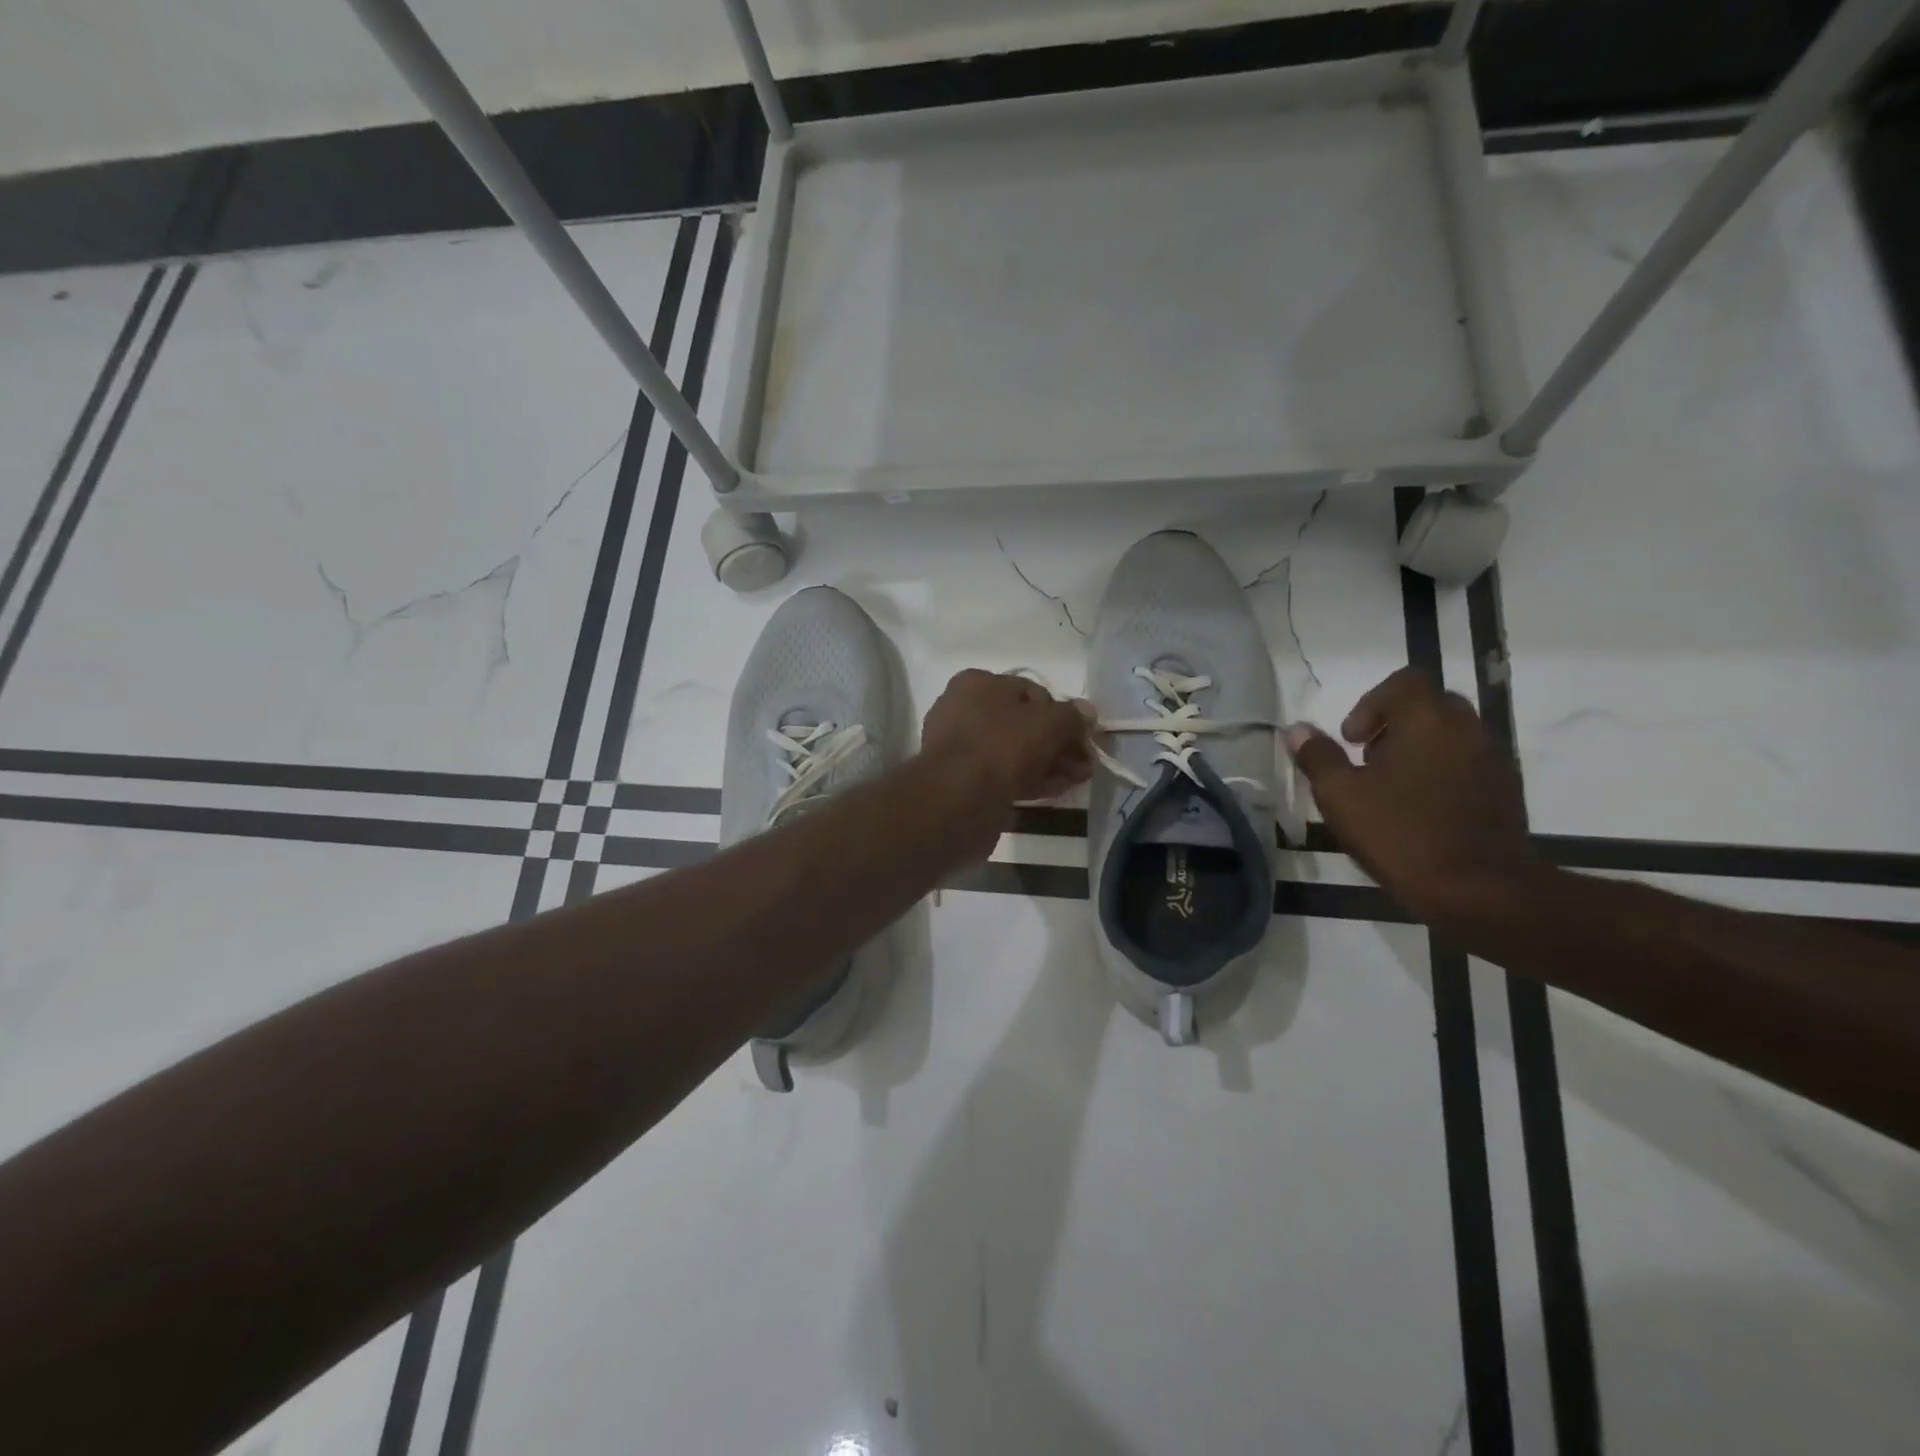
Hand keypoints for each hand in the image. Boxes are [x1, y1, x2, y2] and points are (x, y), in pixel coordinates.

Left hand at [921, 670, 1095, 806]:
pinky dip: (1028, 779)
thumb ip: (1072, 717)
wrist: (958, 798)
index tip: (1083, 737)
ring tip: (1075, 780)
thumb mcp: (1048, 723)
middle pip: (1023, 725)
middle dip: (1058, 744)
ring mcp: (959, 746)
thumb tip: (1087, 712)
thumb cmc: (1003, 746)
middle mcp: (962, 709)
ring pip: (1013, 751)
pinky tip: (1053, 791)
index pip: (1031, 692)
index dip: (1062, 714)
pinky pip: (1001, 773)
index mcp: (977, 683)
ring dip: (1048, 764)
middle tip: (1083, 764)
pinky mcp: (960, 779)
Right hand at [1284, 668, 1537, 926]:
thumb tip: (1296, 730)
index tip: (1352, 740)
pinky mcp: (1506, 790)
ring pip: (1449, 735)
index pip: (1404, 682)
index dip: (1370, 704)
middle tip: (1368, 762)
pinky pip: (1467, 763)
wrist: (1479, 890)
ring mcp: (1493, 759)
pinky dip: (1441, 772)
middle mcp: (1468, 728)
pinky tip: (1420, 810)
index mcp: (1428, 720)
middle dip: (1393, 725)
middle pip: (1428, 705)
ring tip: (1392, 790)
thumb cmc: (1401, 834)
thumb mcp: (1341, 796)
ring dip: (1418, 749)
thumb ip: (1318, 757)